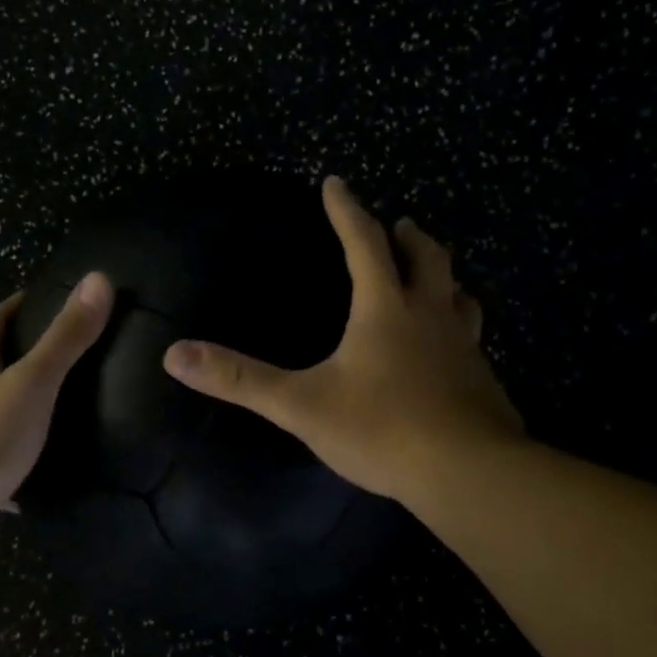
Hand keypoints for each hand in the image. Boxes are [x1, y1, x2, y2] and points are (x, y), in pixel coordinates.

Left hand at [0, 272, 113, 554]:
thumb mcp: (34, 380)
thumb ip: (66, 337)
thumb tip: (98, 279)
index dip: (13, 307)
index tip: (37, 297)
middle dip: (17, 355)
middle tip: (59, 352)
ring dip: (16, 403)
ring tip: (57, 406)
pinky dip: (16, 453)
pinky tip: (41, 466)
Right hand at [162, 176, 523, 506]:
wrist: (467, 473)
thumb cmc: (381, 429)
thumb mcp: (300, 405)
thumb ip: (239, 379)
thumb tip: (174, 354)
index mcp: (385, 309)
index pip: (364, 243)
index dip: (346, 211)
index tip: (336, 182)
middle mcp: (430, 316)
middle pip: (427, 259)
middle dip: (409, 237)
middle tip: (400, 224)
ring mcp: (463, 347)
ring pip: (458, 296)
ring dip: (442, 277)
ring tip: (433, 277)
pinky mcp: (483, 380)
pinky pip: (471, 339)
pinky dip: (457, 326)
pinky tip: (450, 350)